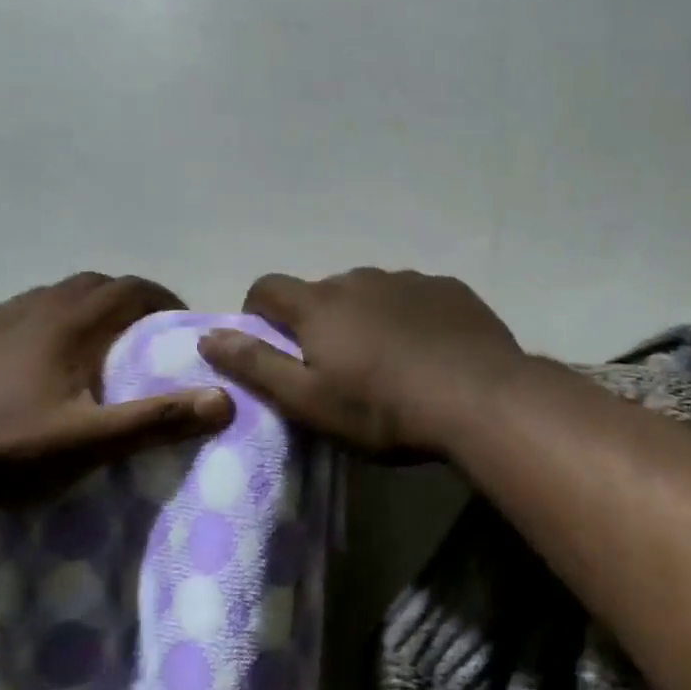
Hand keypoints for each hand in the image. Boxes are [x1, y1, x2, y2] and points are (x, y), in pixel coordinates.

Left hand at [0, 273, 233, 509]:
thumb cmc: (8, 450)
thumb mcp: (92, 443)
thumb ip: (159, 420)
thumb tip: (225, 399)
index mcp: (67, 324)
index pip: (130, 289)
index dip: (164, 300)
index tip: (183, 328)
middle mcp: (33, 309)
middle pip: (94, 284)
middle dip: (129, 301)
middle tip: (148, 337)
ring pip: (55, 295)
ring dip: (88, 308)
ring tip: (100, 345)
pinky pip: (21, 313)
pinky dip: (48, 320)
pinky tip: (42, 355)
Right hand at [198, 268, 524, 456]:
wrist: (480, 399)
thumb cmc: (384, 410)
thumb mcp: (310, 401)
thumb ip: (256, 366)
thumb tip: (209, 336)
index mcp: (320, 306)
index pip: (268, 288)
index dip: (259, 312)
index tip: (271, 343)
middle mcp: (361, 279)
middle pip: (323, 292)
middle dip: (319, 320)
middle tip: (338, 366)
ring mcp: (409, 280)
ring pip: (372, 292)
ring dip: (367, 316)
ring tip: (389, 361)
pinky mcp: (450, 289)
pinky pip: (415, 296)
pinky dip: (410, 315)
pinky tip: (430, 349)